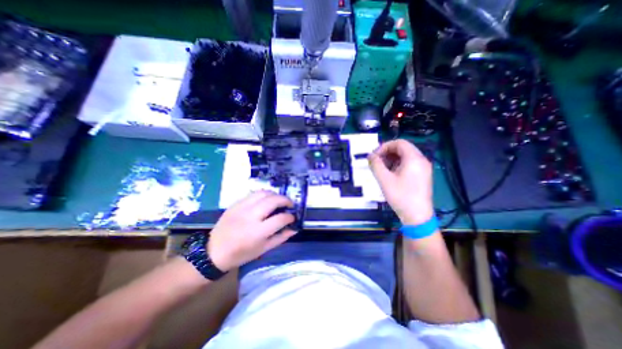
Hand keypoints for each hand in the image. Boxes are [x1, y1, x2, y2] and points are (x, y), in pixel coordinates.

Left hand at [206, 192, 297, 270]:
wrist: (214, 252)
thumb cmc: (241, 254)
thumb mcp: (263, 249)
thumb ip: (280, 238)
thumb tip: (294, 229)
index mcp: (258, 232)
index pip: (281, 218)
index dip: (290, 217)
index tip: (292, 217)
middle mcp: (251, 216)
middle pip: (273, 200)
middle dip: (285, 200)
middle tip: (289, 204)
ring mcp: (242, 208)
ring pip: (263, 193)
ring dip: (275, 195)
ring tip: (278, 200)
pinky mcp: (235, 204)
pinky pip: (253, 194)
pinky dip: (263, 195)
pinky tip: (265, 200)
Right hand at [368, 140, 433, 224]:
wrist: (417, 216)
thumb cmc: (400, 196)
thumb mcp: (384, 179)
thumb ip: (376, 165)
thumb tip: (370, 156)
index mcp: (414, 158)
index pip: (399, 143)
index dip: (384, 146)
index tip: (375, 156)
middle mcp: (421, 160)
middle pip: (403, 148)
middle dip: (387, 153)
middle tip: (376, 161)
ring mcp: (424, 168)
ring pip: (406, 156)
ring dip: (392, 159)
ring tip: (382, 168)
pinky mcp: (423, 175)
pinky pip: (409, 164)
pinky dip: (398, 165)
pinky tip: (390, 174)